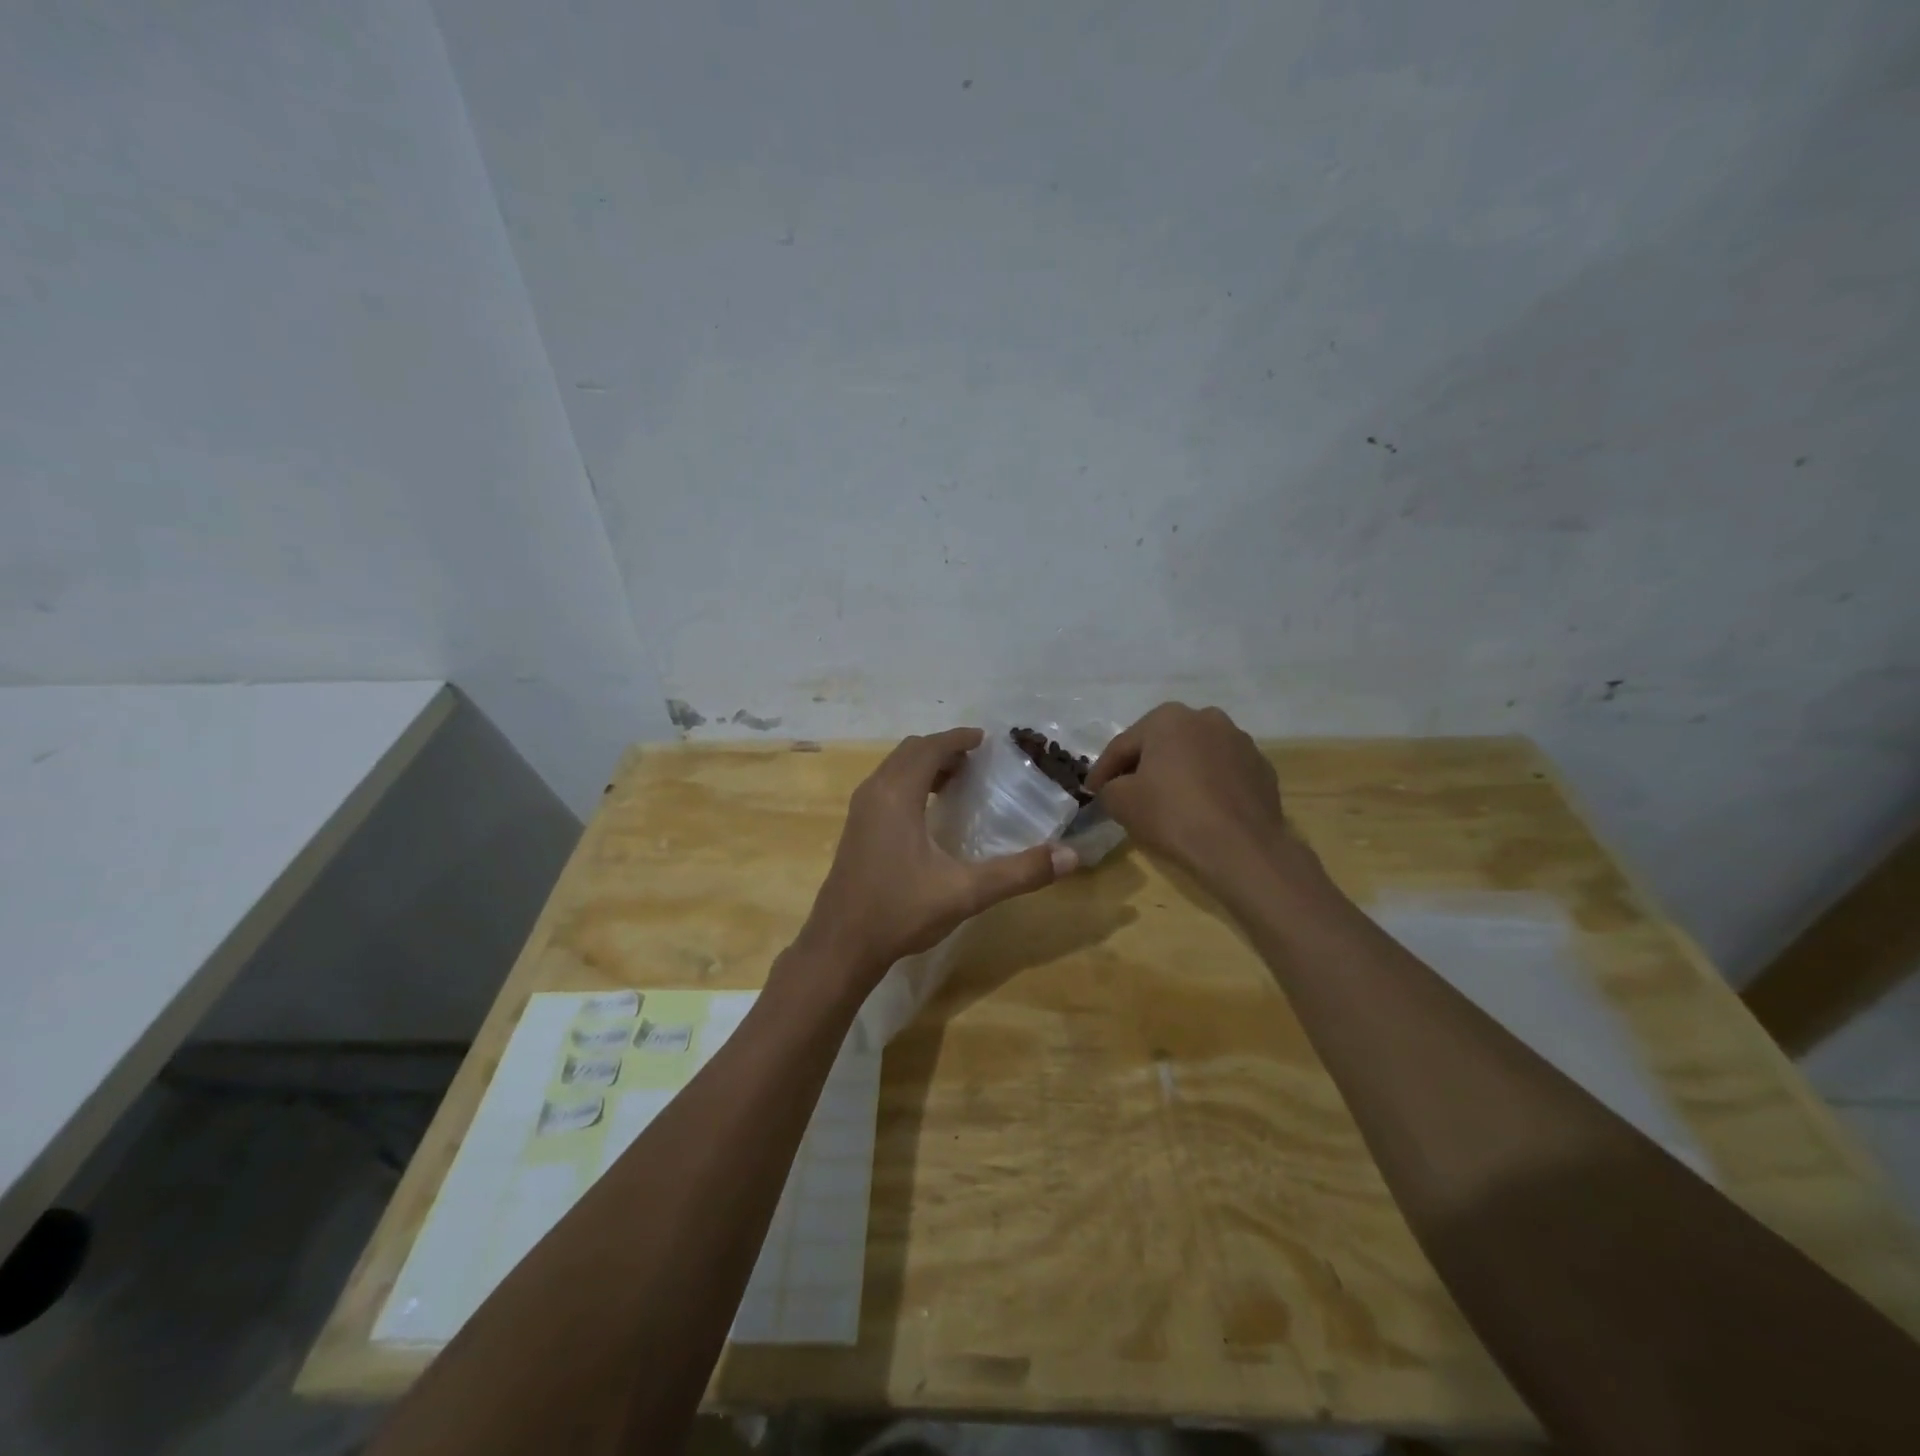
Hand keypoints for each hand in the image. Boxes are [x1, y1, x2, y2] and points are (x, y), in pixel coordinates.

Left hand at [792, 728, 1076, 998]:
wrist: (840, 945)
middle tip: (977, 761)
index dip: (958, 739)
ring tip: (958, 781)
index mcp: (897, 795)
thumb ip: (1019, 872)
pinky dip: (910, 784)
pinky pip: (885, 788)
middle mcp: (874, 792)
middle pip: (910, 752)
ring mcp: (860, 811)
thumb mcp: (965, 892)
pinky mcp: (855, 830)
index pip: (929, 747)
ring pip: (894, 769)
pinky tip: (930, 814)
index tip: (985, 740)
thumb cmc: (900, 911)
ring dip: (925, 766)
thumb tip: (1071, 856)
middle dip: (943, 749)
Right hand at [1086, 703, 1304, 888]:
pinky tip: (1200, 810)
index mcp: (1168, 718)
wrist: (1241, 848)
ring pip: (1194, 756)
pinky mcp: (1261, 768)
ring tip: (1166, 801)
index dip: (1102, 771)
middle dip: (1142, 766)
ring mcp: (1239, 741)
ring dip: (1178, 773)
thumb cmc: (1172, 815)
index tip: (1090, 791)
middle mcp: (1206, 718)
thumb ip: (1108, 787)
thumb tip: (1113, 788)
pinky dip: (1207, 785)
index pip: (1123, 745)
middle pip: (1161, 744)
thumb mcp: (1121, 802)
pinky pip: (1222, 773)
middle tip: (1126, 792)